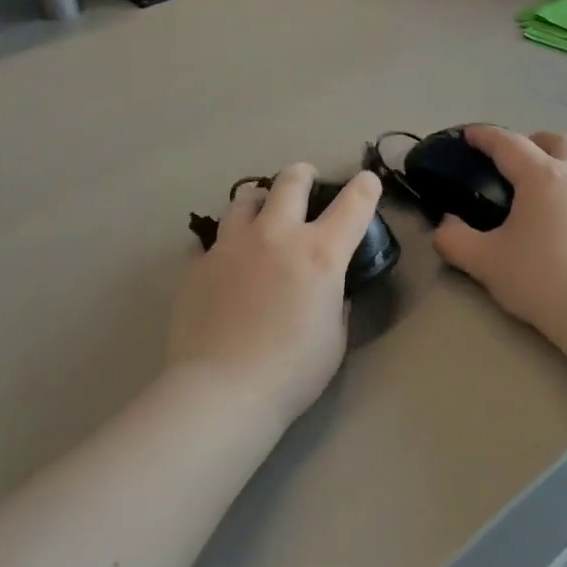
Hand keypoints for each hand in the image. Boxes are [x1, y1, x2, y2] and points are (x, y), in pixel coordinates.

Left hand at [168, 164, 382, 428]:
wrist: (221, 390)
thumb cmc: (292, 371)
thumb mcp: (334, 337)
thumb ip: (335, 301)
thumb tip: (329, 288)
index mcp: (319, 253)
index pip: (353, 204)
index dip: (365, 188)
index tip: (367, 182)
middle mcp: (276, 235)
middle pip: (291, 181)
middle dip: (304, 175)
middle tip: (306, 183)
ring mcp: (232, 245)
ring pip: (245, 199)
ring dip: (261, 202)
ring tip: (262, 215)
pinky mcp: (199, 263)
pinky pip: (215, 240)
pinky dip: (228, 244)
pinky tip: (228, 264)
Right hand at [432, 126, 566, 346]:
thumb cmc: (540, 279)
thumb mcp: (485, 262)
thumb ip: (454, 239)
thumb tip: (445, 226)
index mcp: (542, 176)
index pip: (508, 143)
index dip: (485, 136)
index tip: (470, 135)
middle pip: (555, 141)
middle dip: (531, 142)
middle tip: (512, 162)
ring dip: (561, 161)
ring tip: (544, 185)